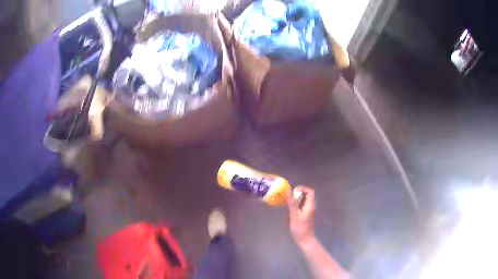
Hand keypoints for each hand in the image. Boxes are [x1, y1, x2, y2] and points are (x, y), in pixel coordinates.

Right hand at [287, 186, 315, 245]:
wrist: (305, 240)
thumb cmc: (300, 228)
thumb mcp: (294, 216)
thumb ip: (292, 204)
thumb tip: (289, 192)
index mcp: (310, 205)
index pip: (310, 191)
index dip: (302, 188)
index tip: (293, 192)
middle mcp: (310, 206)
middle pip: (306, 195)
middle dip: (296, 196)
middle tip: (287, 200)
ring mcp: (308, 211)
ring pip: (302, 202)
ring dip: (294, 202)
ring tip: (287, 208)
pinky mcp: (305, 216)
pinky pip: (300, 207)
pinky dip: (294, 208)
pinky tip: (289, 215)